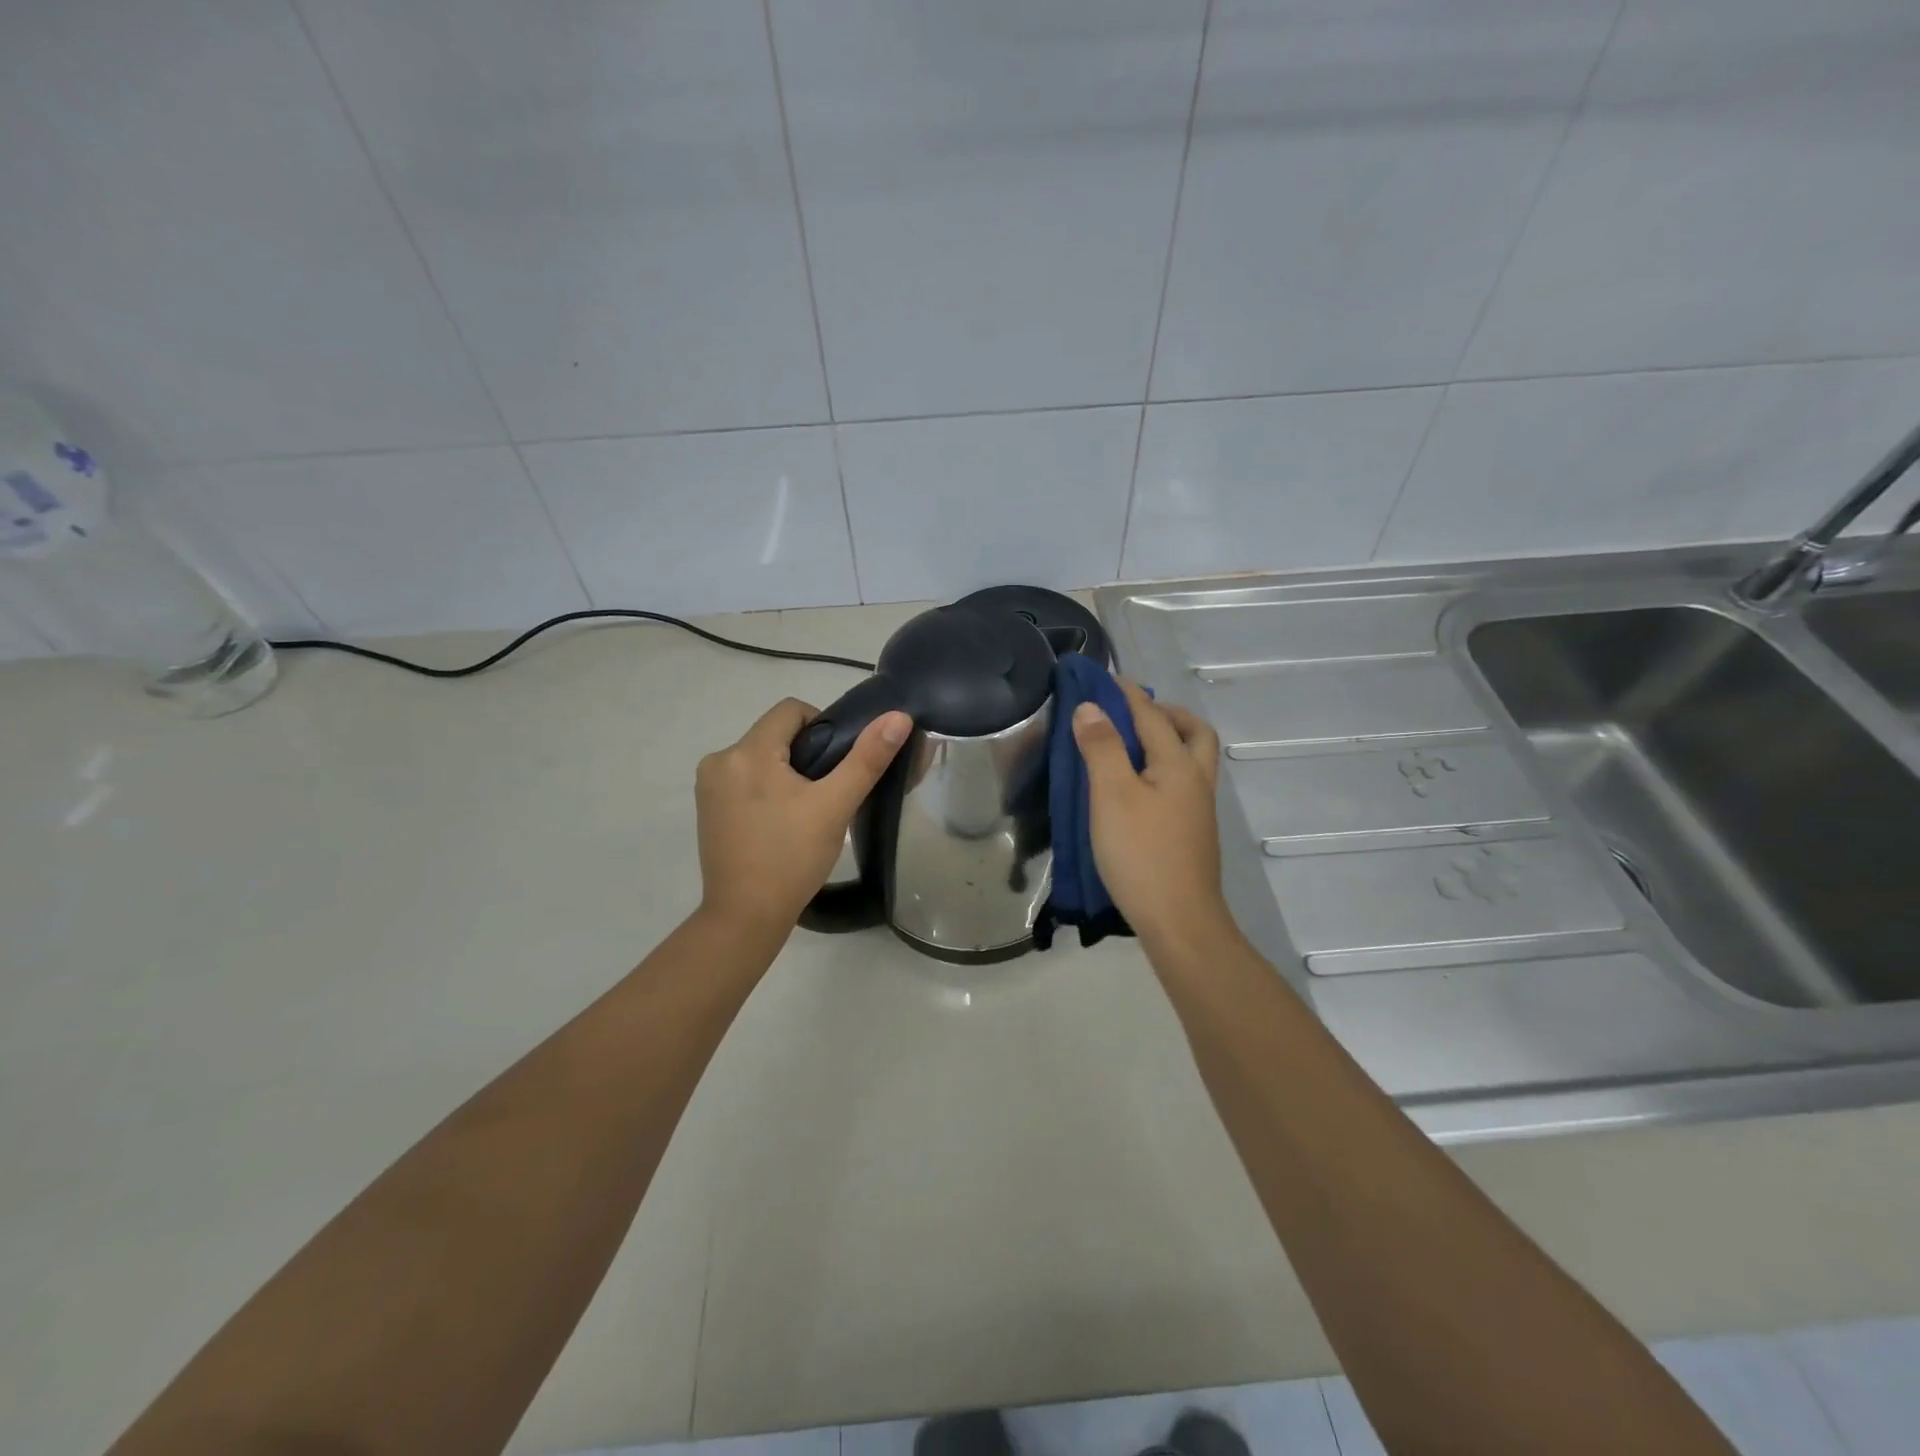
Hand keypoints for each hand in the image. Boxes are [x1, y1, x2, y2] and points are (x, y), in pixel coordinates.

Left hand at [696, 697, 911, 935]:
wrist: (746, 916)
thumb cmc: (792, 858)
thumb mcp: (835, 806)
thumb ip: (867, 759)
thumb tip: (898, 717)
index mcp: (748, 752)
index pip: (791, 710)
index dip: (823, 726)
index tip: (837, 764)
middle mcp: (719, 760)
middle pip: (774, 734)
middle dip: (804, 754)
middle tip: (826, 794)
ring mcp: (708, 786)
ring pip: (760, 757)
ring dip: (785, 772)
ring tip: (805, 811)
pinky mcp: (706, 808)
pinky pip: (744, 779)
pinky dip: (765, 789)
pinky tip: (780, 823)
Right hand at [1072, 680, 1233, 952]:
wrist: (1179, 922)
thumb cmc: (1141, 854)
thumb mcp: (1111, 796)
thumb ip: (1102, 748)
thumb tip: (1091, 707)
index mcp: (1179, 765)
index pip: (1152, 716)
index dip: (1127, 694)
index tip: (1104, 678)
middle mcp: (1196, 781)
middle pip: (1194, 733)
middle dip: (1167, 714)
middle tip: (1133, 714)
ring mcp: (1198, 811)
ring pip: (1192, 761)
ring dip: (1168, 742)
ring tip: (1130, 748)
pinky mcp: (1191, 834)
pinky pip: (1182, 785)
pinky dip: (1163, 770)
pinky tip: (1137, 788)